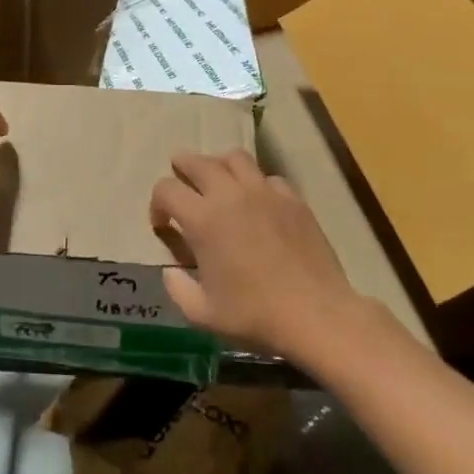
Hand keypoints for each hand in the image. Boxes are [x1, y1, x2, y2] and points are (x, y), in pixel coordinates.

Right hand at [150, 150, 363, 362]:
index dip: (157, 204)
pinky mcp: (294, 200)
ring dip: (219, 165)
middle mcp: (231, 195)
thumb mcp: (202, 313)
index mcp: (203, 219)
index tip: (162, 224)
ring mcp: (266, 193)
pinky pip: (268, 177)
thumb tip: (171, 271)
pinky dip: (255, 183)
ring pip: (235, 157)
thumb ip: (177, 289)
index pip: (166, 189)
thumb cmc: (255, 316)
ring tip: (218, 182)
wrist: (316, 315)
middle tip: (181, 182)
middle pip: (198, 161)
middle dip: (182, 167)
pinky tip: (257, 202)